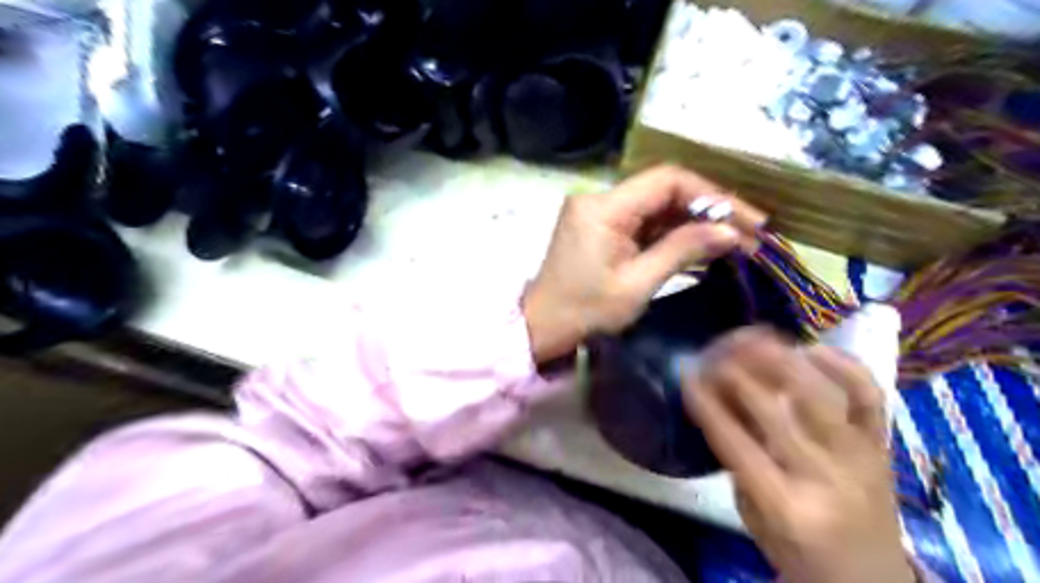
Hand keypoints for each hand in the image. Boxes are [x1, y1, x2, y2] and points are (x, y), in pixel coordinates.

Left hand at [526, 165, 762, 361]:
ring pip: (657, 206)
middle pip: (664, 190)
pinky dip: (672, 233)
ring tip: (734, 242)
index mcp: (604, 208)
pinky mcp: (601, 226)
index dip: (711, 194)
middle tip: (748, 233)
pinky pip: (643, 222)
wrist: (543, 327)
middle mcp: (600, 199)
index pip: (667, 181)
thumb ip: (682, 251)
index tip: (746, 218)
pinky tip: (702, 246)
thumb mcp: (637, 285)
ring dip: (693, 222)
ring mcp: (599, 212)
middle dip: (708, 210)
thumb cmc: (586, 312)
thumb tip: (731, 232)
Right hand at [688, 329, 912, 581]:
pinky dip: (843, 365)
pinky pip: (870, 395)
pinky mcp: (883, 445)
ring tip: (753, 337)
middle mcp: (825, 477)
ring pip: (820, 394)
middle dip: (735, 374)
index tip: (687, 374)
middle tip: (712, 351)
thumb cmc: (798, 552)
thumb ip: (737, 459)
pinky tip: (811, 349)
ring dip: (781, 359)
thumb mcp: (752, 516)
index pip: (736, 443)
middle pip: (775, 411)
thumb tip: (720, 400)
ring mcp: (860, 456)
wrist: (870, 581)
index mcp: (786, 506)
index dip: (707, 404)